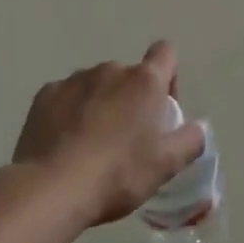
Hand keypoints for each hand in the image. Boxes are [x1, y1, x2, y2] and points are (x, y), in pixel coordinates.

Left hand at [12, 41, 205, 225]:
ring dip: (100, 104)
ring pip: (97, 85)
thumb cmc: (117, 174)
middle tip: (127, 139)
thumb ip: (190, 141)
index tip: (161, 109)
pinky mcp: (45, 95)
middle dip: (131, 99)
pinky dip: (69, 112)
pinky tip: (64, 143)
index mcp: (144, 81)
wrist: (50, 189)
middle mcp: (111, 70)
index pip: (165, 53)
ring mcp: (75, 80)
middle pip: (130, 75)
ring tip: (91, 145)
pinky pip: (65, 97)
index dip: (168, 77)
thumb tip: (199, 126)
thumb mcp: (165, 166)